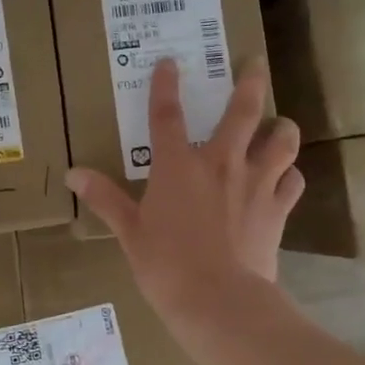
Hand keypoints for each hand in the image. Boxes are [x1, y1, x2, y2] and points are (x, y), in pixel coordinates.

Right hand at [66, 57, 303, 324]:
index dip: (165, 86)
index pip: (167, 115)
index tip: (169, 62)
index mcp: (178, 167)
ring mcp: (255, 184)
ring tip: (280, 124)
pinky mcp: (277, 209)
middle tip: (256, 62)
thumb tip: (72, 174)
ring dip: (282, 127)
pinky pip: (292, 181)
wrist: (220, 302)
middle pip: (243, 111)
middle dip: (251, 82)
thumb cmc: (167, 267)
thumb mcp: (129, 233)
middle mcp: (221, 164)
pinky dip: (289, 175)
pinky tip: (285, 177)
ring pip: (281, 140)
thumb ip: (105, 198)